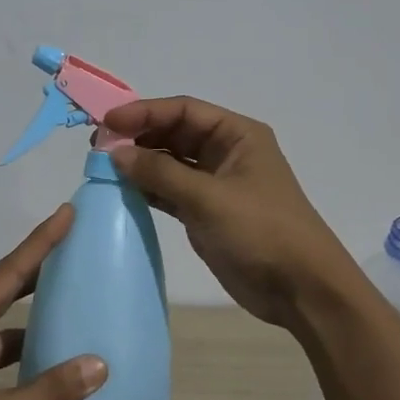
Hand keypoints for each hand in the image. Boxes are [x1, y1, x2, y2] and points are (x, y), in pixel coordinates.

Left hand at [0, 205, 107, 399]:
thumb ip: (49, 392)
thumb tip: (98, 364)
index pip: (9, 271)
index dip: (41, 241)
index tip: (68, 211)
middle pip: (6, 289)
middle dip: (40, 268)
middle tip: (78, 246)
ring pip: (4, 325)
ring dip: (35, 316)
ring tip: (77, 301)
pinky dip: (26, 353)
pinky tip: (55, 363)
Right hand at [105, 96, 359, 330]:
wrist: (301, 289)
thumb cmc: (261, 231)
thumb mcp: (209, 198)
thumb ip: (160, 172)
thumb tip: (116, 152)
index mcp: (237, 135)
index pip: (183, 110)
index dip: (144, 112)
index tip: (107, 122)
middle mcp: (227, 152)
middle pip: (175, 133)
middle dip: (138, 136)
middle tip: (98, 146)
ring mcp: (217, 183)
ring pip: (170, 162)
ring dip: (140, 162)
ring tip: (103, 166)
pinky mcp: (207, 212)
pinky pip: (171, 190)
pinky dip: (149, 188)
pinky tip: (122, 190)